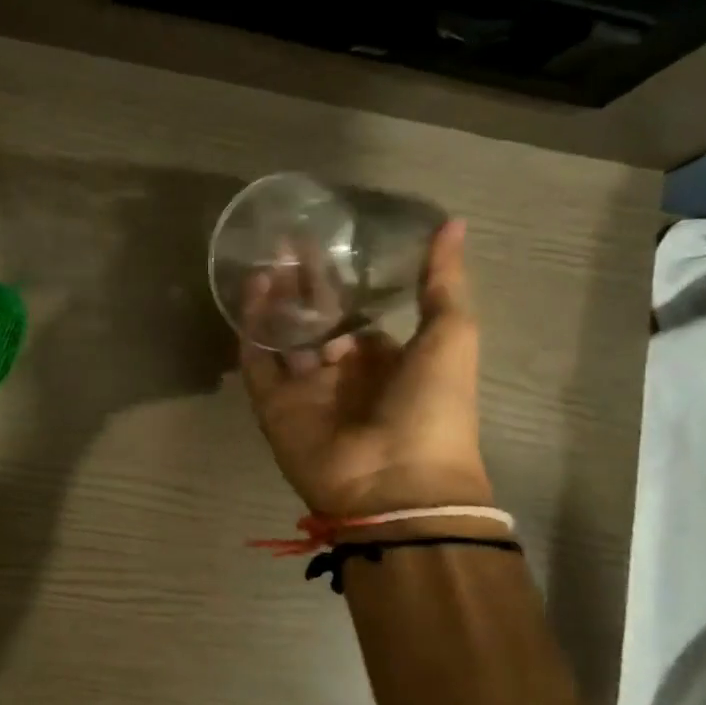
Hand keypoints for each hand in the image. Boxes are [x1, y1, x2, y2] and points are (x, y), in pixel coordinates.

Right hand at [242, 218, 489, 516]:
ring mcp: (304, 390)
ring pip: (281, 337)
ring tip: (265, 258)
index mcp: (383, 361)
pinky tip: (253, 292)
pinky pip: (258, 363)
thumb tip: (453, 222)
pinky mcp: (273, 405)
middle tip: (285, 241)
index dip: (340, 282)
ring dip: (273, 300)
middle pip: (312, 320)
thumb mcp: (452, 336)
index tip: (324, 243)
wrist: (396, 482)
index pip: (353, 314)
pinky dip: (252, 330)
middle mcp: (340, 373)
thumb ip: (443, 283)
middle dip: (300, 284)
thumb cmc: (432, 407)